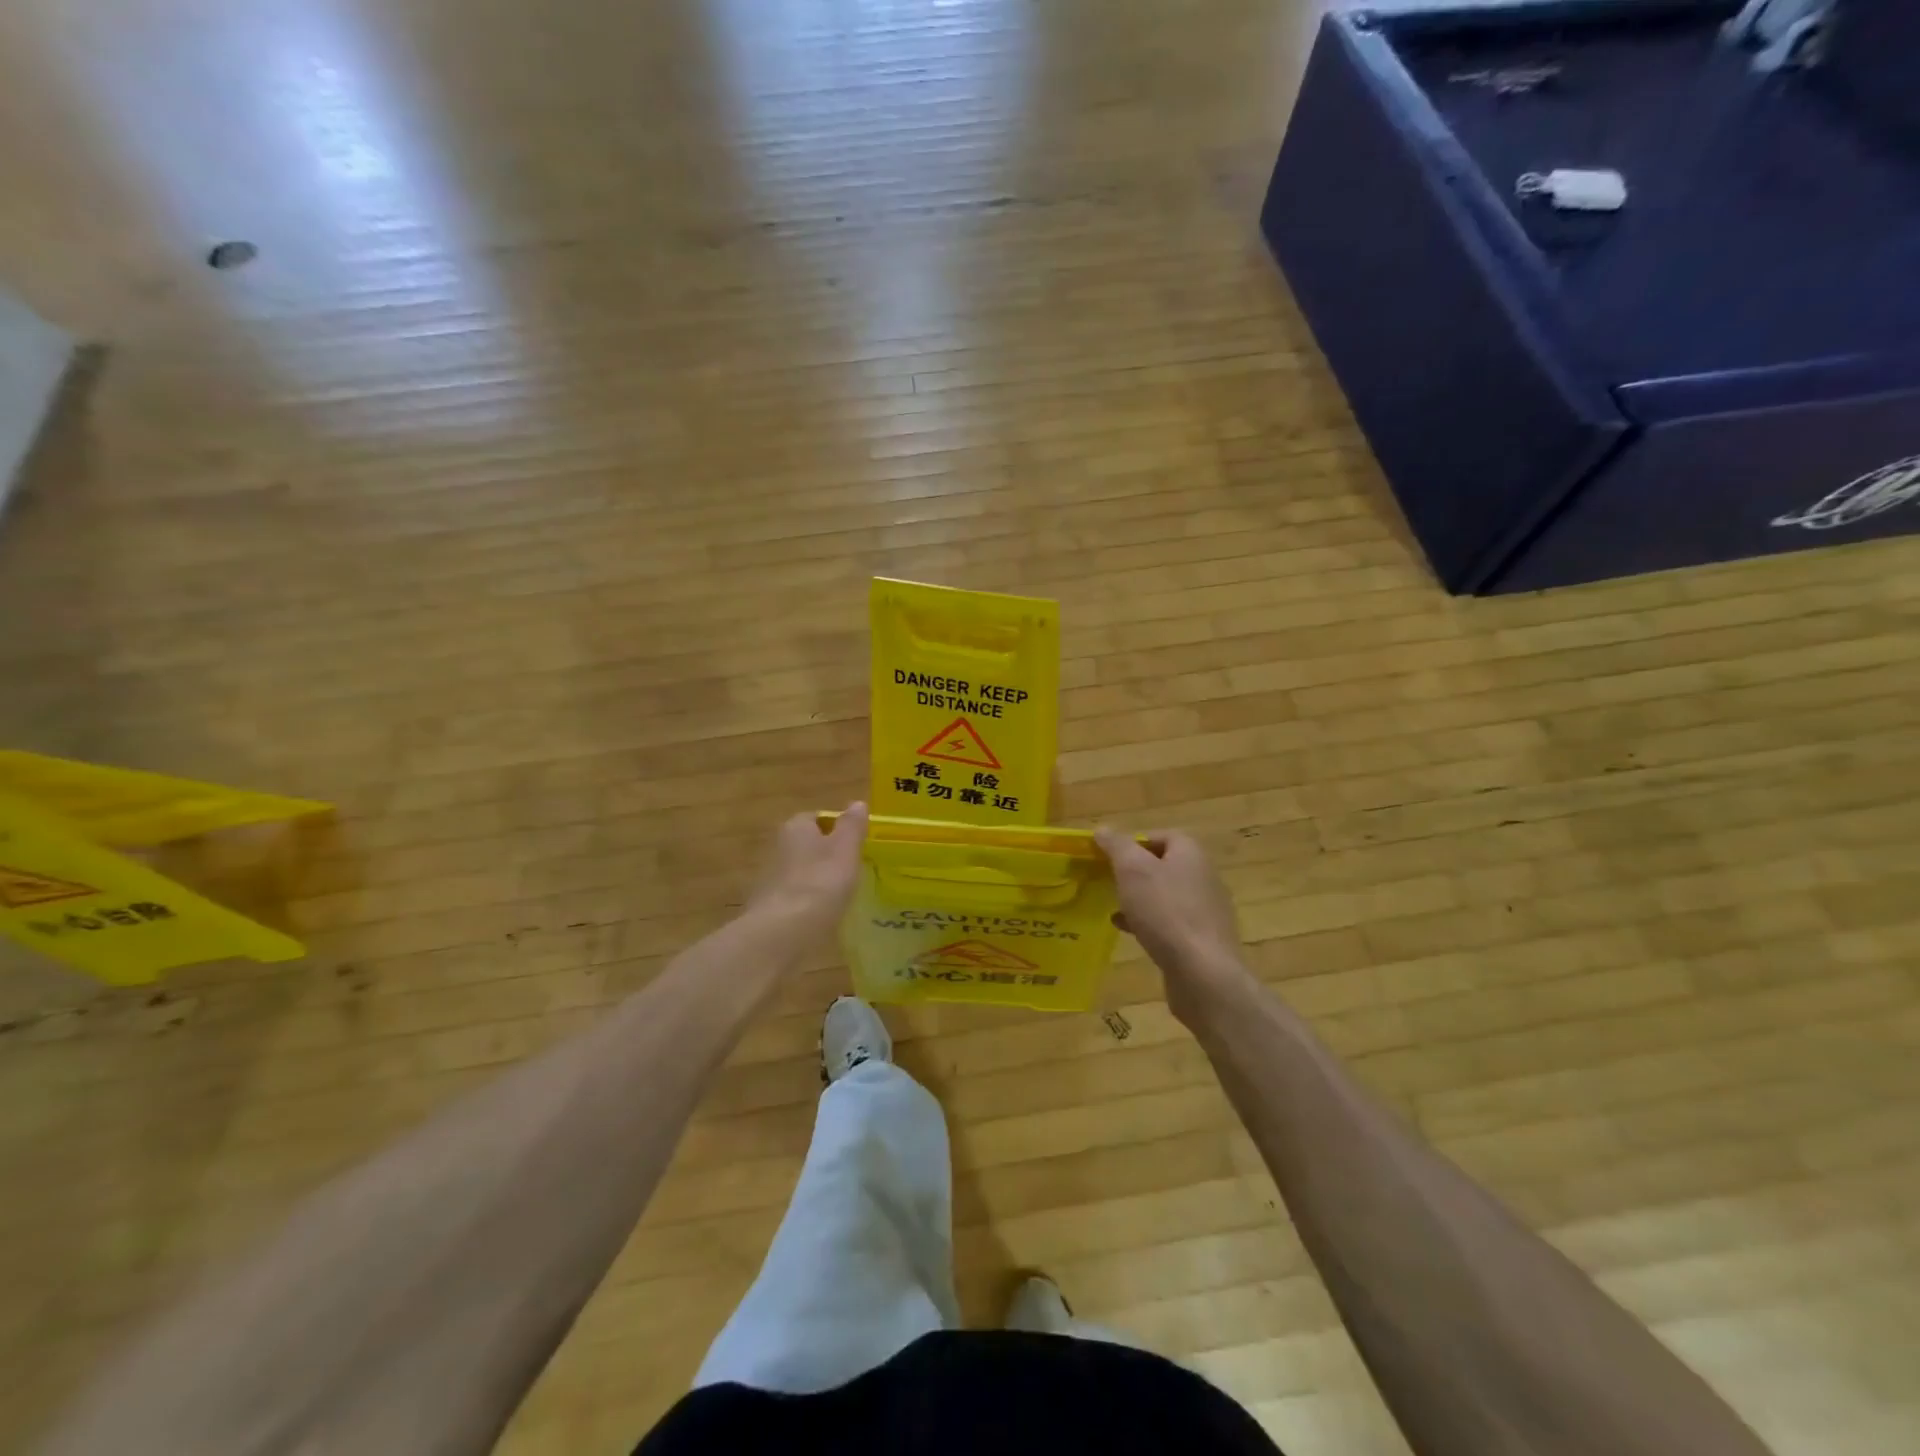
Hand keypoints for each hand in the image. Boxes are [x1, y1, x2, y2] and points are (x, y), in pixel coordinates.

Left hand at [748, 803, 868, 939]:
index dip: (838, 828)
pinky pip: (795, 897)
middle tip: (852, 869)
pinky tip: (824, 915)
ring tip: (842, 894)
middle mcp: (778, 846)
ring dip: (818, 879)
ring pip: (801, 872)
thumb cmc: (820, 882)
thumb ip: (852, 826)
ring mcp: (770, 878)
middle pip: (808, 844)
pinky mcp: (768, 907)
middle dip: (827, 854)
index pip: (818, 817)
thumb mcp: (846, 849)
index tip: (857, 844)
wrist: (783, 931)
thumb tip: (857, 803)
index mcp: (796, 827)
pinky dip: (808, 902)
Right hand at [1094, 827, 1250, 1022]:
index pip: (1161, 835)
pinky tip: (1129, 932)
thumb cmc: (1165, 911)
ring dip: (1140, 899)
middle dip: (1134, 872)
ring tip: (1114, 907)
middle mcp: (1203, 876)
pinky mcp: (1202, 939)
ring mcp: (1206, 910)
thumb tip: (1103, 829)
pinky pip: (1171, 922)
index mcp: (1191, 853)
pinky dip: (1149, 922)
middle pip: (1164, 865)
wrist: (1203, 972)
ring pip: (1165, 895)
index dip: (1134, 842)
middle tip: (1109, 881)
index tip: (1110, 856)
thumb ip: (1117, 846)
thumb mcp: (1132, 870)